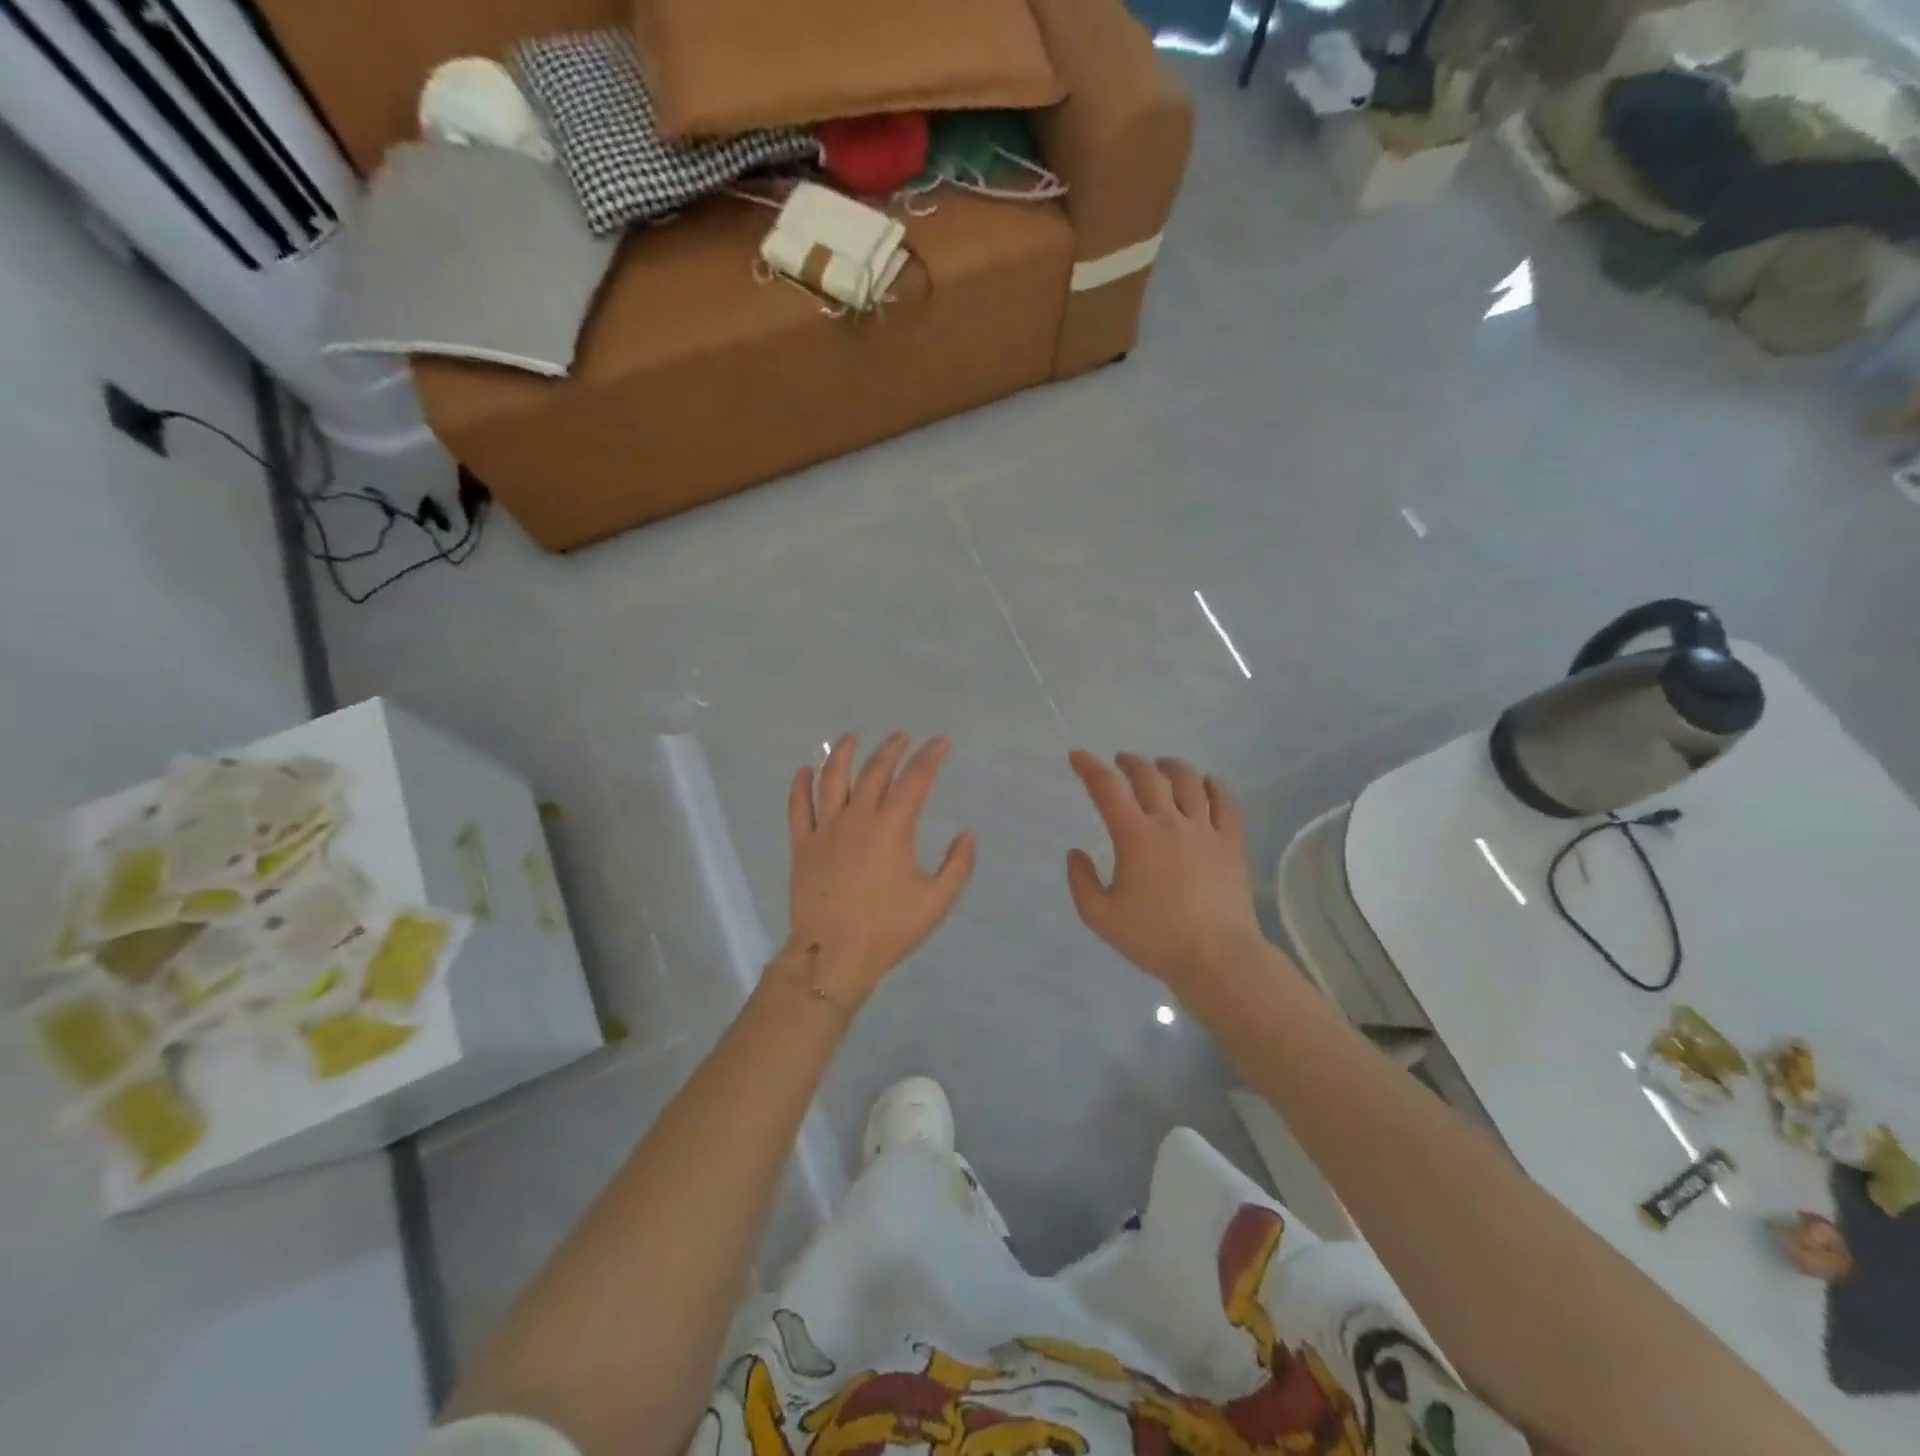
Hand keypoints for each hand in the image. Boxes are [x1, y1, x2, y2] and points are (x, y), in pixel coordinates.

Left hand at [781, 733, 975, 1008]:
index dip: (931, 756)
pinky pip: (798, 807)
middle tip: (902, 737)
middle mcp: (858, 817)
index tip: (941, 743)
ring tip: (852, 738)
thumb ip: (958, 865)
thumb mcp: (937, 901)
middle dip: (891, 749)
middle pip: (875, 771)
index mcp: (892, 827)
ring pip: (832, 779)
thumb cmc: (889, 929)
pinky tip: (804, 770)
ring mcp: (825, 829)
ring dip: (844, 754)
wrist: (834, 955)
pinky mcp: (802, 845)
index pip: (916, 779)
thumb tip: (966, 835)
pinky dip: (800, 786)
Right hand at [1066, 752, 1263, 993]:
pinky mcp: (1231, 843)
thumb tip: (1076, 853)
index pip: (1107, 788)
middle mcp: (1169, 822)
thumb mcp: (1100, 917)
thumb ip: (1081, 882)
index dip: (1089, 767)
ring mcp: (1205, 829)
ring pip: (1189, 782)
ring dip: (1170, 767)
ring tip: (1162, 765)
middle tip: (1120, 761)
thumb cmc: (1154, 938)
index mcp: (1134, 835)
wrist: (1217, 957)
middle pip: (1149, 776)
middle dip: (1130, 762)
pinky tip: (1207, 782)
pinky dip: (1214, 786)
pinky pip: (1225, 802)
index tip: (1078, 757)